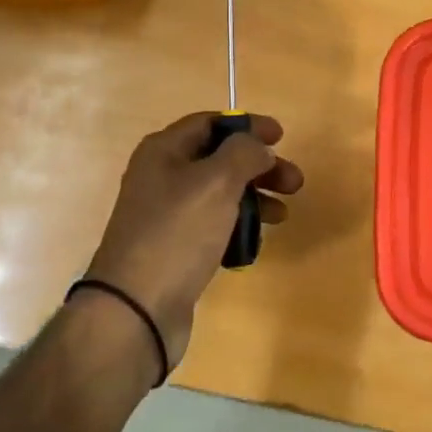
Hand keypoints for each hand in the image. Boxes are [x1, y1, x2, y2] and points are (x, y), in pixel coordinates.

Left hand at [85, 113, 302, 367]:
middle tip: (294, 183)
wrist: (136, 308)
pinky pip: (213, 225)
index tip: (282, 137)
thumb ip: (244, 153)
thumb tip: (258, 147)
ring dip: (254, 197)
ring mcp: (166, 215)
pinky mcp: (175, 248)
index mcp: (164, 151)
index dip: (248, 125)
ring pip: (219, 194)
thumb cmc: (178, 233)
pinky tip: (255, 241)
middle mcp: (161, 177)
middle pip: (219, 158)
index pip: (210, 122)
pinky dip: (237, 226)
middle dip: (259, 166)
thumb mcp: (216, 181)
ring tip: (282, 215)